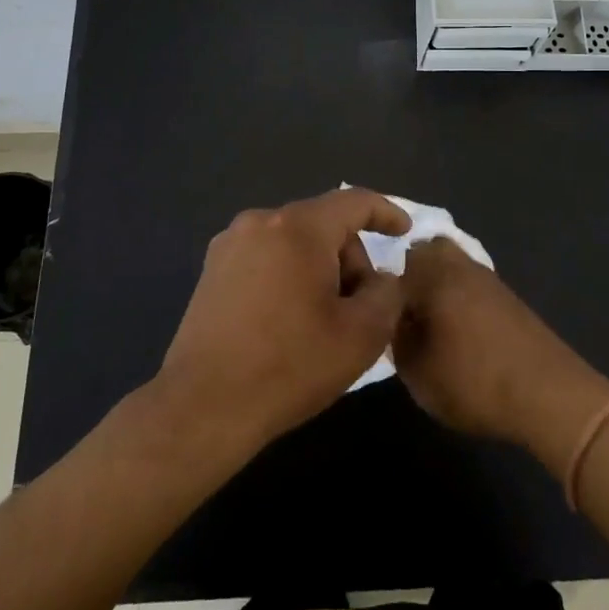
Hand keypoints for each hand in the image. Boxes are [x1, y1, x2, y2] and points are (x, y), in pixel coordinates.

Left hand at [154, 188, 410, 451]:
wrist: (203, 407)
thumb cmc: (290, 365)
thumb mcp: (361, 334)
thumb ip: (387, 294)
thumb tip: (381, 278)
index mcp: (298, 227)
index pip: (354, 202)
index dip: (386, 213)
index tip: (405, 232)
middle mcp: (260, 222)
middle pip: (323, 224)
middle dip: (350, 258)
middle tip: (361, 308)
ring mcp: (230, 245)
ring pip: (294, 242)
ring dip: (319, 269)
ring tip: (324, 321)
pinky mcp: (212, 271)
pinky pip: (267, 258)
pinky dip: (289, 276)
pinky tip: (289, 322)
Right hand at [393, 238, 608, 478]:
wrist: (550, 396)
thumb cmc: (475, 382)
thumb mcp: (418, 374)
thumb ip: (396, 340)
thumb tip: (394, 320)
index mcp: (431, 276)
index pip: (391, 266)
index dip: (380, 289)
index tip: (377, 315)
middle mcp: (458, 266)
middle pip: (425, 251)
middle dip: (410, 273)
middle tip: (403, 310)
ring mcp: (487, 278)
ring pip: (451, 264)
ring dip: (437, 283)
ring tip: (430, 322)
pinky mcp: (508, 296)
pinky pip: (471, 281)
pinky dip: (459, 295)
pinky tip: (459, 328)